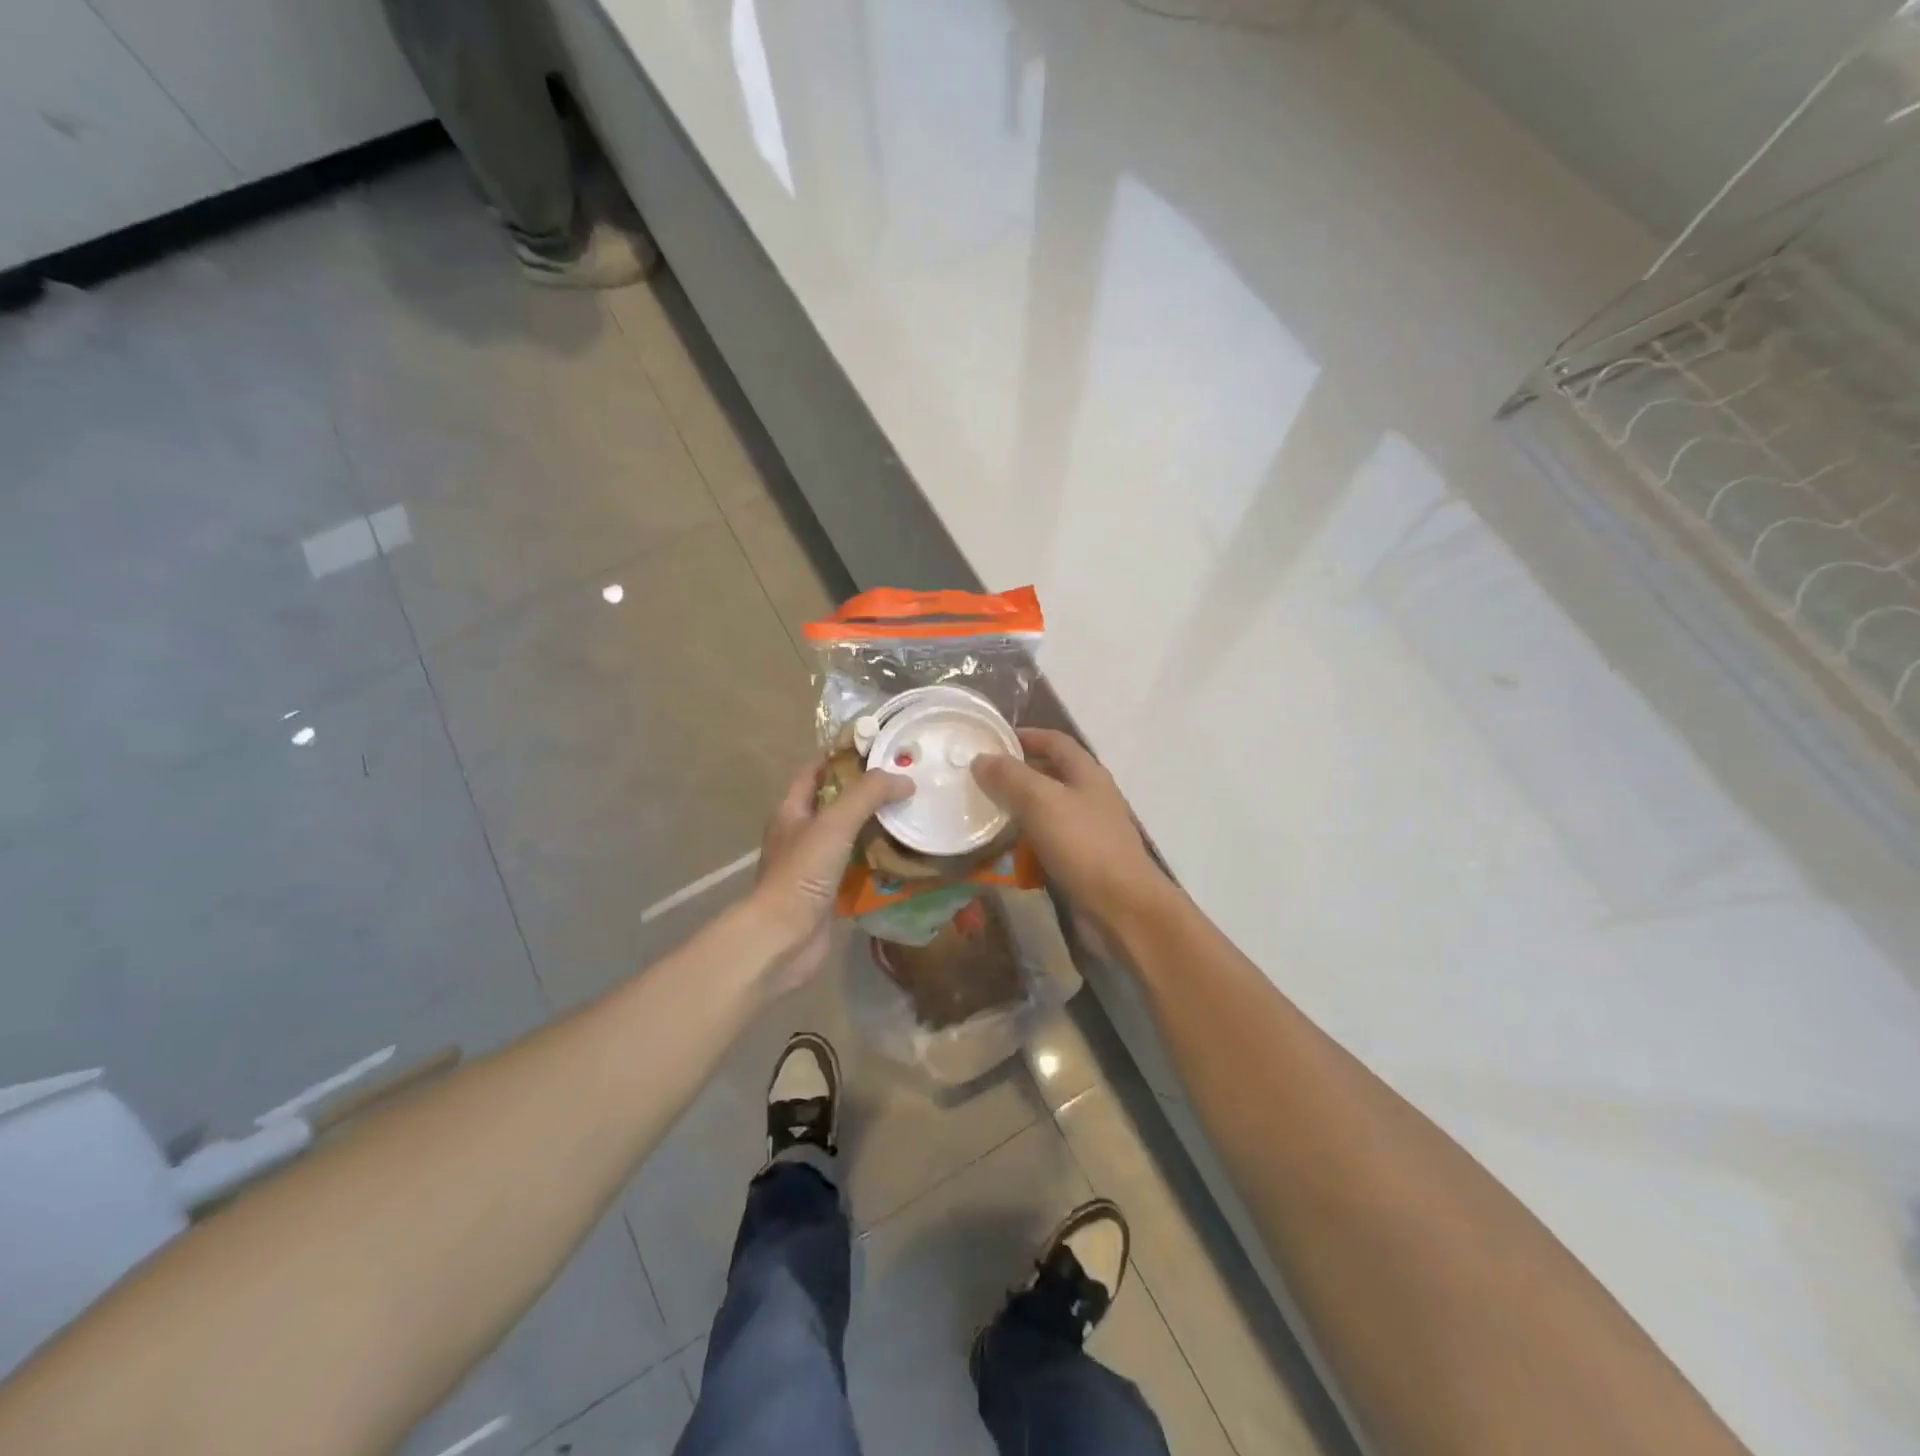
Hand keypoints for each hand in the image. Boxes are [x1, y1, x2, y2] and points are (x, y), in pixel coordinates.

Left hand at [748, 758, 912, 992]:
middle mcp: (801, 834)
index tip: (878, 748)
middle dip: (867, 793)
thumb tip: (904, 779)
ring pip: (850, 837)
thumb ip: (868, 795)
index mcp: (792, 811)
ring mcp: (815, 865)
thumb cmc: (802, 873)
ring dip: (876, 828)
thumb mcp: (834, 823)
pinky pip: (858, 869)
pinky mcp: (830, 893)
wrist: (783, 938)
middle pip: (836, 804)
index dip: (841, 756)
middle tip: (905, 782)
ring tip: (912, 815)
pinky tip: (906, 857)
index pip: (815, 771)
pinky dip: (879, 862)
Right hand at [971, 728, 1168, 936]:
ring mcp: (1089, 830)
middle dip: (1017, 774)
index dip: (1025, 736)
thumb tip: (981, 758)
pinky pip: (1048, 841)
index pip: (1054, 741)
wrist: (1122, 907)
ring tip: (984, 812)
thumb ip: (1010, 777)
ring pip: (1047, 810)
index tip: (991, 741)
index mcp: (1087, 773)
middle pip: (1050, 774)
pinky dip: (1026, 841)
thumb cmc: (1083, 845)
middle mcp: (1090, 796)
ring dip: (1019, 809)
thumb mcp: (1041, 801)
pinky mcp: (1082, 861)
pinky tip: (1005, 850)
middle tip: (979, 779)